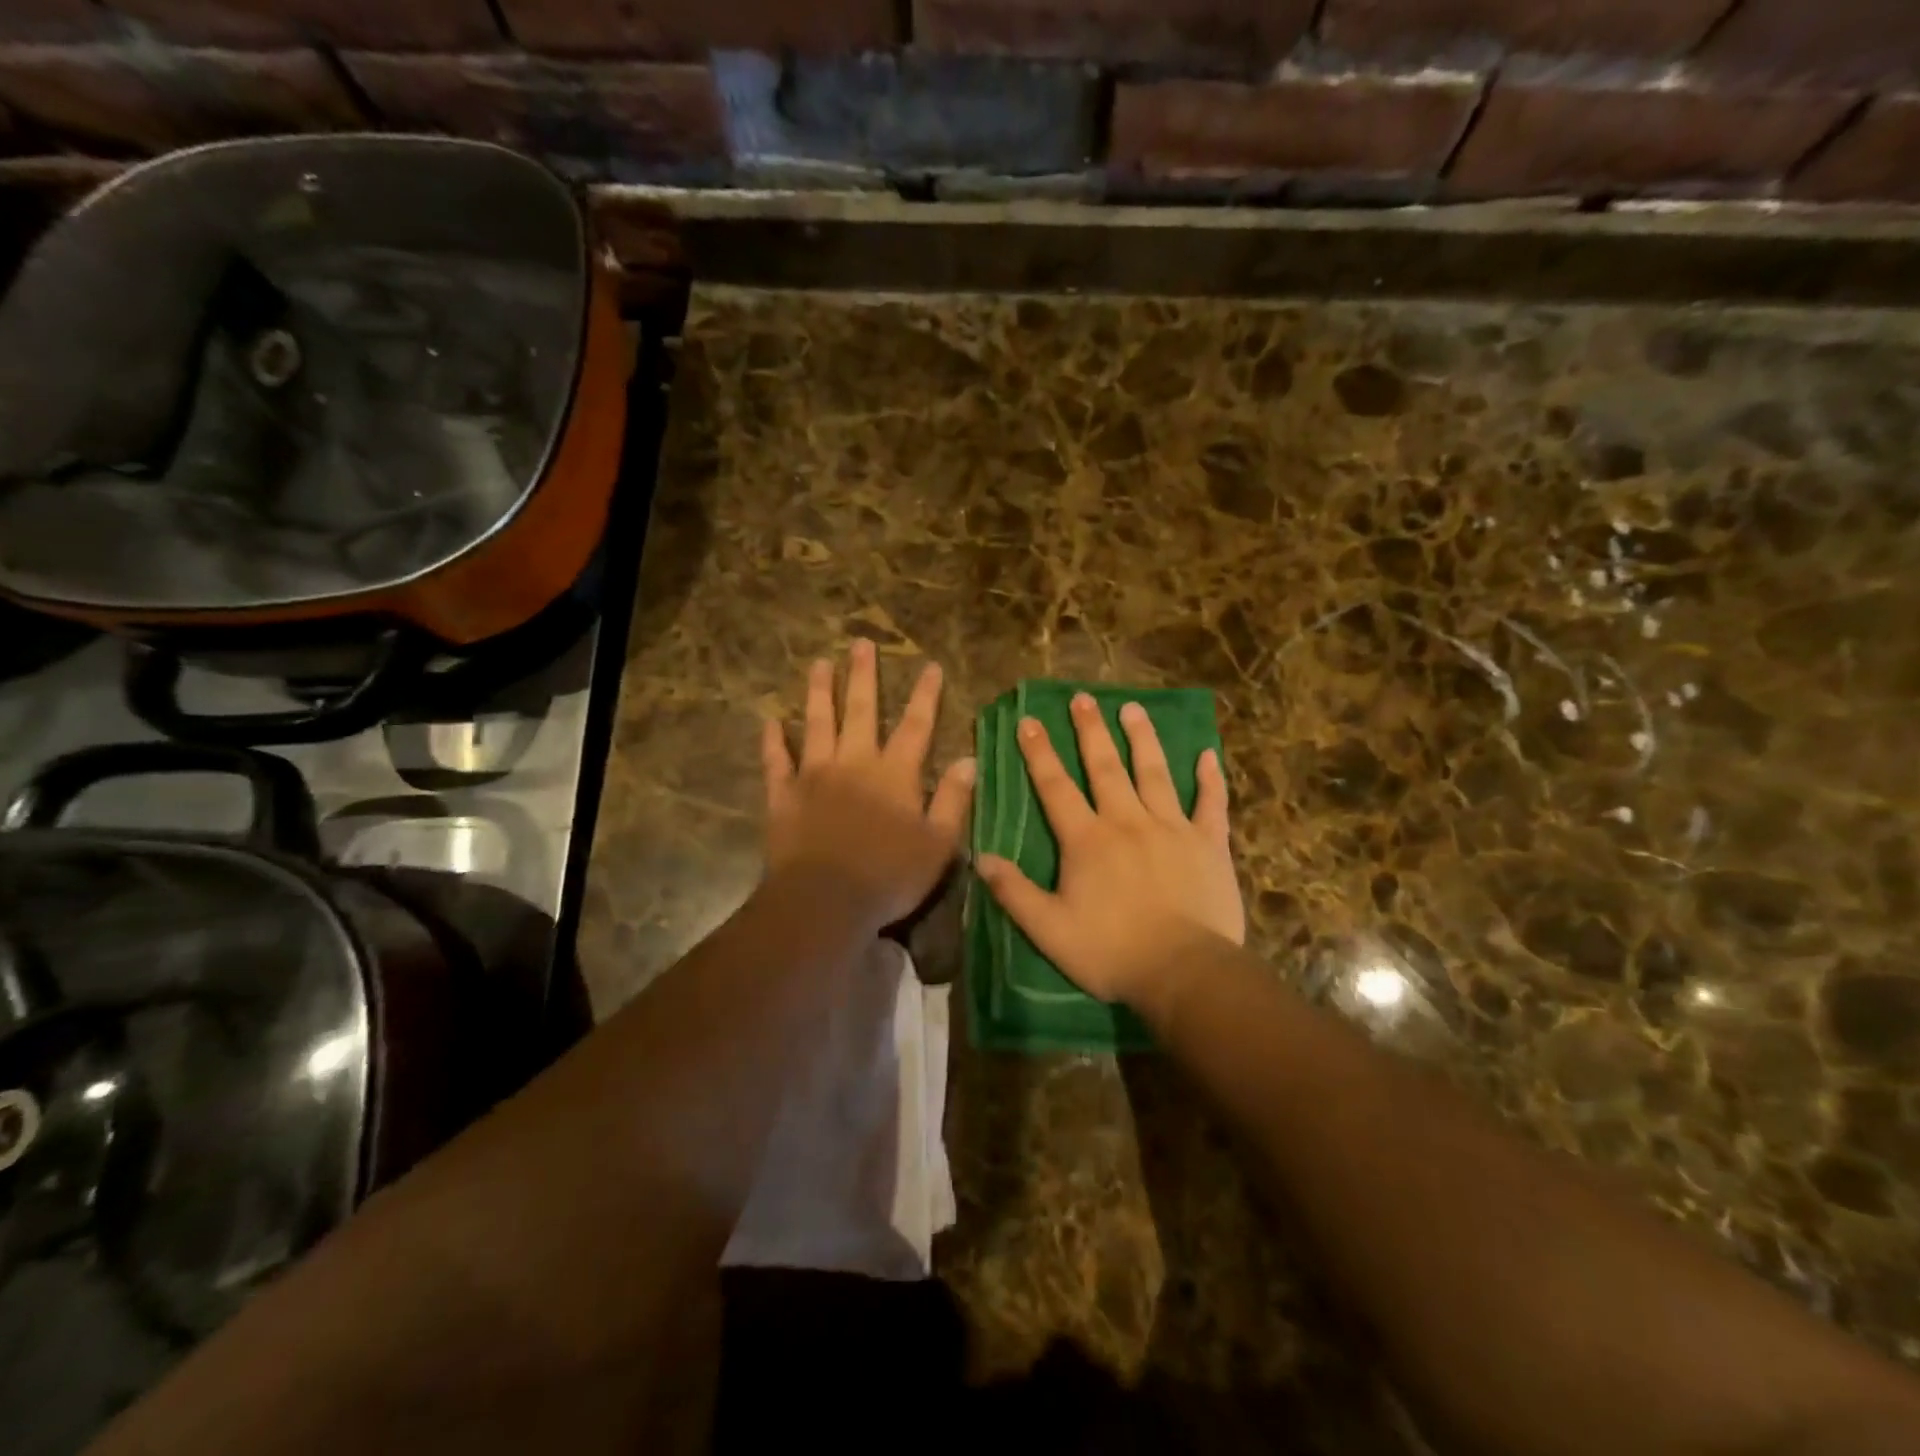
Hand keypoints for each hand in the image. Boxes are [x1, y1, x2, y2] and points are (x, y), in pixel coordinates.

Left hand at [762, 641, 974, 931]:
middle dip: (863, 676)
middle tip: (860, 643)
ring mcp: (814, 776)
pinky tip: (770, 720)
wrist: (824, 901)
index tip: (929, 665)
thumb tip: (968, 760)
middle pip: (860, 710)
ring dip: (819, 692)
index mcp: (894, 773)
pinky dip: (773, 741)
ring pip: (816, 724)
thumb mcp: (938, 844)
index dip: (925, 695)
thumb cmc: (889, 876)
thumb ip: (953, 799)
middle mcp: (854, 763)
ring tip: (818, 664)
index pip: (915, 725)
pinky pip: (776, 761)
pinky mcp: (783, 796)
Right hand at [977, 693, 1242, 1012]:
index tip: (1029, 720)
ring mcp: (1172, 828)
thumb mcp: (1049, 930)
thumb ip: (1014, 892)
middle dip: (1090, 731)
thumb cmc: (1111, 952)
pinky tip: (1208, 754)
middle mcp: (1127, 821)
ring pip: (1155, 773)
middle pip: (1105, 767)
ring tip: (1132, 708)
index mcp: (1087, 840)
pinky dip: (1210, 778)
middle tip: (1082, 698)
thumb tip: (981, 858)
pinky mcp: (1208, 844)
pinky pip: (1210, 803)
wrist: (1185, 972)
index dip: (1039, 753)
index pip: (1056, 787)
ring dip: (1142, 738)